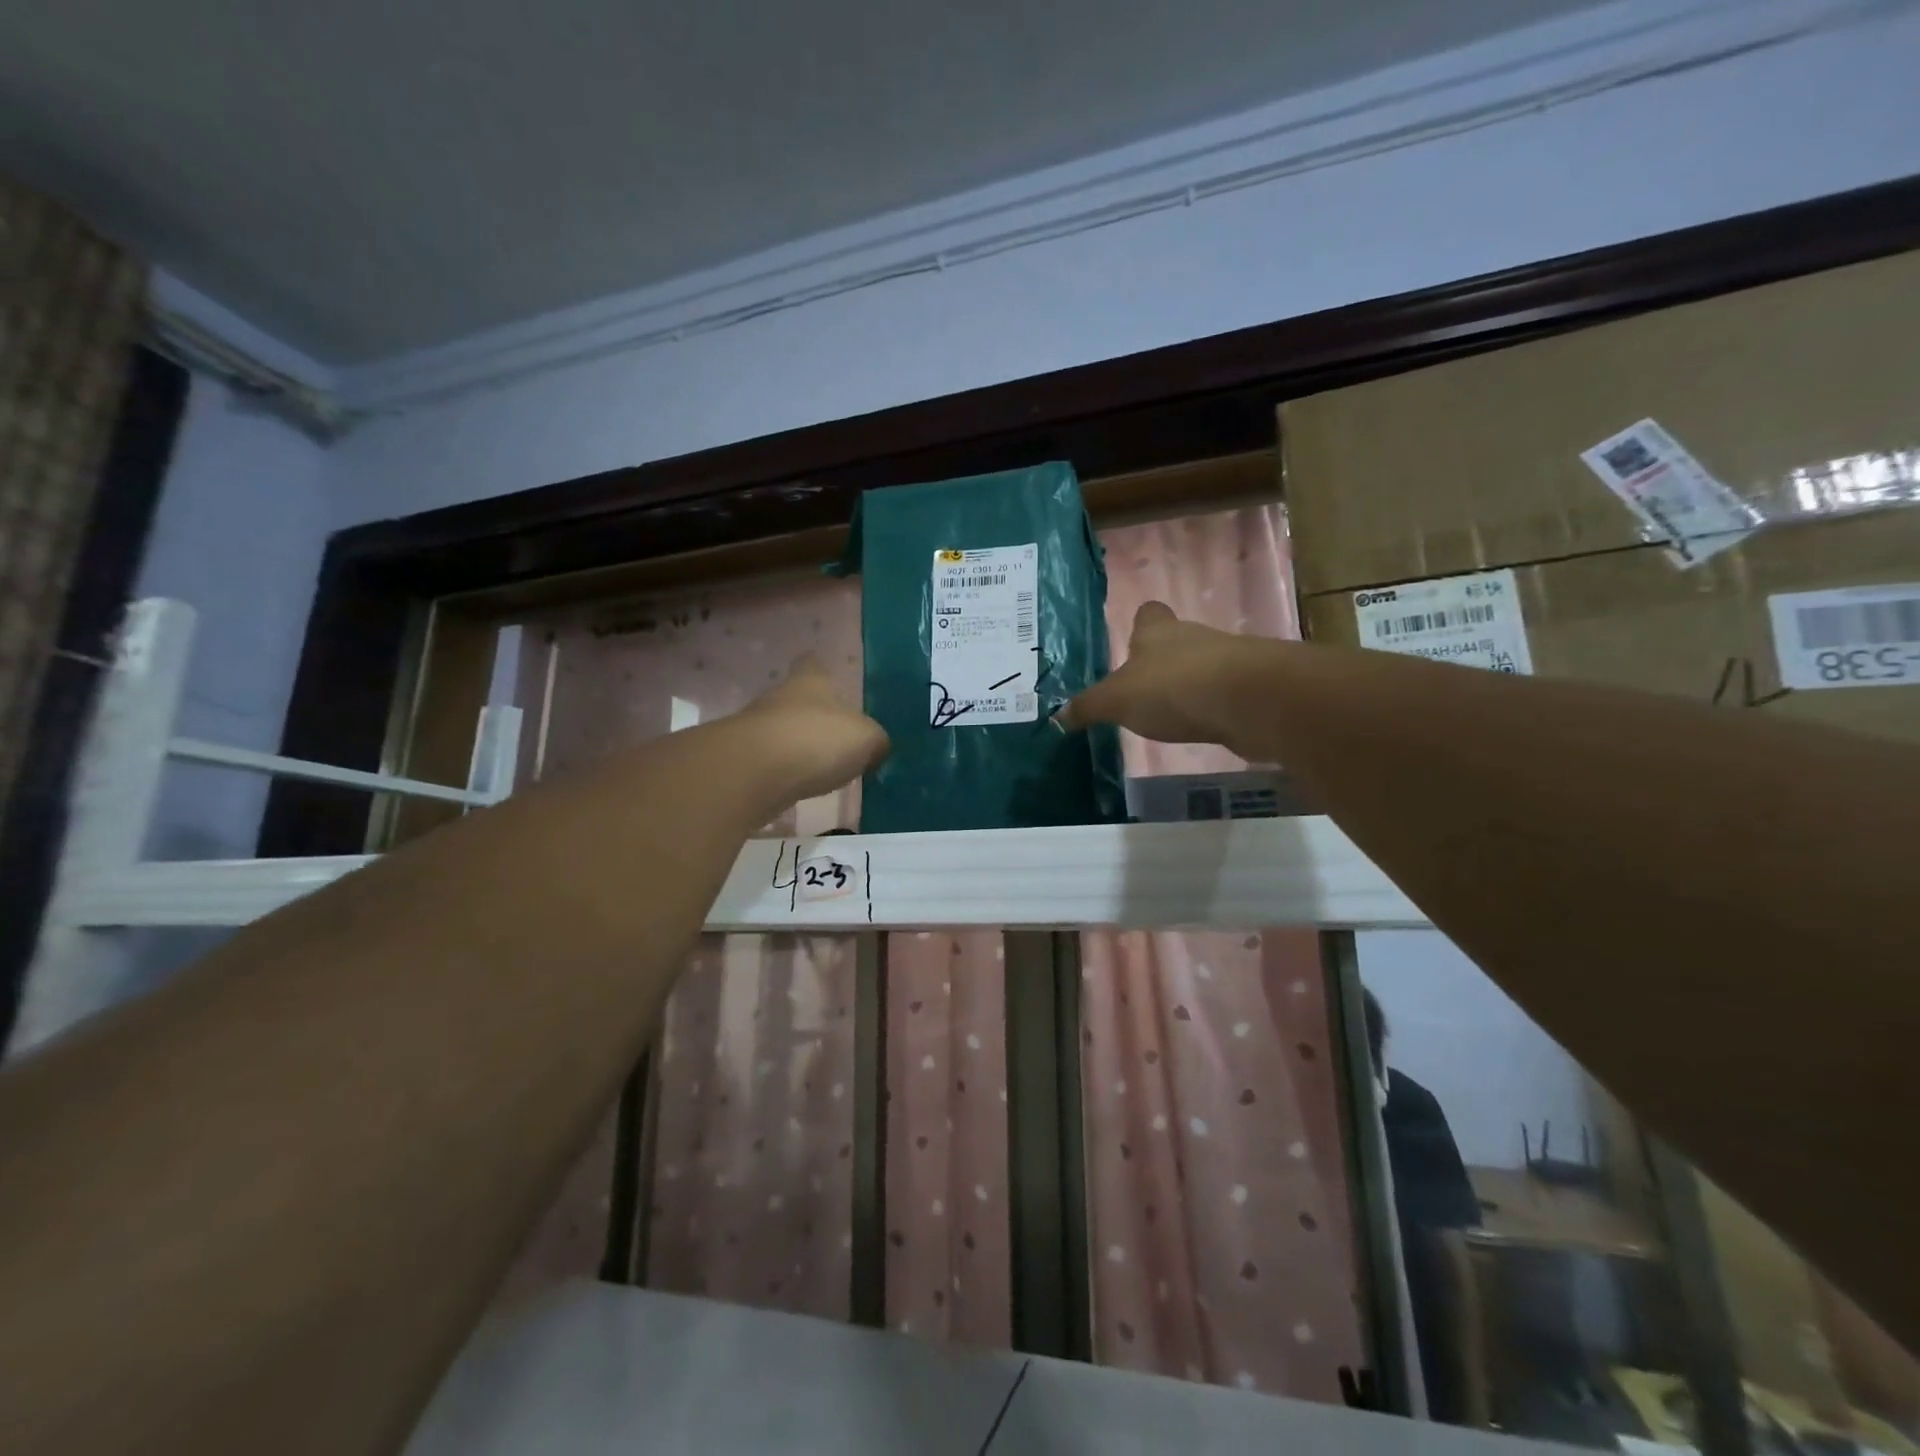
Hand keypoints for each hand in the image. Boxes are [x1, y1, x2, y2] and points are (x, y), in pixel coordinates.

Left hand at [738, 655, 890, 800]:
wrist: (752, 772)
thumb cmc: (816, 740)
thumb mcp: (866, 739)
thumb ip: (875, 741)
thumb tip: (877, 747)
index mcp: (810, 681)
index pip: (813, 664)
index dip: (822, 672)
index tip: (832, 683)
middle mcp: (779, 696)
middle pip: (797, 700)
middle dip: (814, 716)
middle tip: (837, 738)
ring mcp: (755, 728)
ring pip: (781, 730)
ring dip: (797, 745)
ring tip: (821, 768)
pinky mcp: (741, 760)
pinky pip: (769, 762)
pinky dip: (783, 772)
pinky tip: (799, 786)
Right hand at [1057, 602, 1261, 751]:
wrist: (1249, 700)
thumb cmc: (1172, 688)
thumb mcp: (1117, 701)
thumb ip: (1089, 708)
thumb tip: (1057, 717)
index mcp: (1157, 632)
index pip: (1149, 614)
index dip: (1140, 625)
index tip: (1133, 642)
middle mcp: (1193, 638)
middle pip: (1176, 641)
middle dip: (1162, 661)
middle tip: (1144, 689)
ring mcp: (1227, 661)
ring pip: (1202, 666)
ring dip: (1189, 685)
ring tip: (1171, 713)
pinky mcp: (1250, 689)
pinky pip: (1225, 694)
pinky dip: (1213, 707)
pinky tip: (1203, 727)